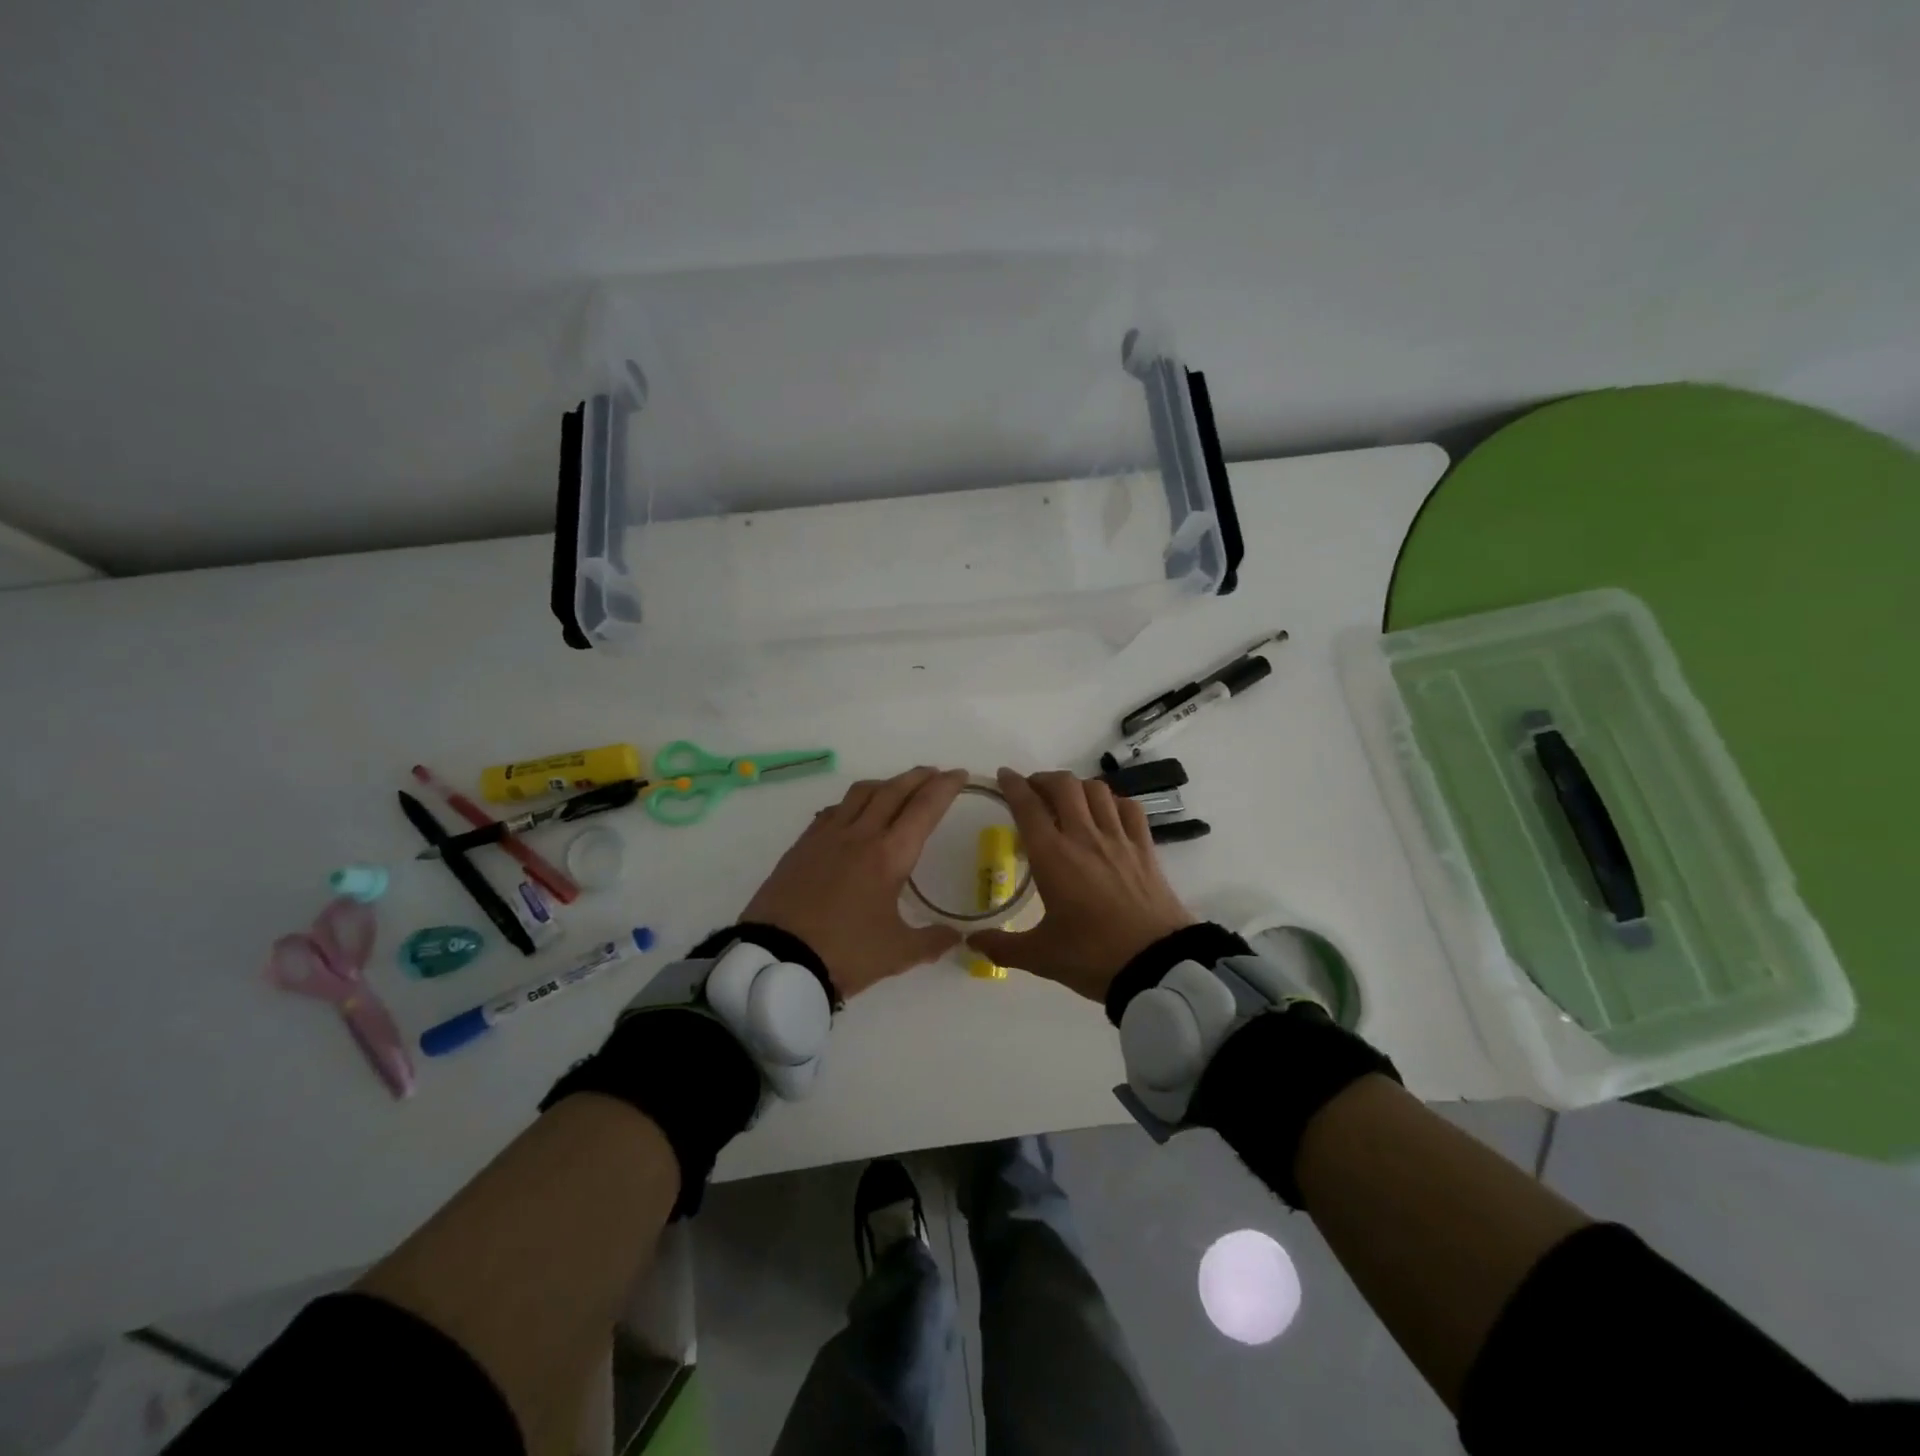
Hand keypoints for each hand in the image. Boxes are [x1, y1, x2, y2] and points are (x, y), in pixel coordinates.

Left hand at [741, 767, 968, 999]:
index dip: (945, 787)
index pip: (924, 808)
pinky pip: (833, 810)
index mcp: (890, 855)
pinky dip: (852, 802)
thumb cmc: (844, 953)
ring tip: (896, 788)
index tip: (959, 774)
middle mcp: (860, 834)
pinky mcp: (802, 845)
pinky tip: (852, 813)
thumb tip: (957, 938)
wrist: (778, 958)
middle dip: (918, 777)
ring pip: (861, 793)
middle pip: (894, 791)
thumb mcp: (897, 954)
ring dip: (885, 784)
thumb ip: (931, 941)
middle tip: (935, 773)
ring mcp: (827, 836)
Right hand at [967, 768, 1197, 1002]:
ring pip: (1097, 790)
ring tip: (1068, 799)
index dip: (1012, 785)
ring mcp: (1118, 839)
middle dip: (1044, 779)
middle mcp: (1084, 836)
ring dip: (1077, 786)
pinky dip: (1114, 802)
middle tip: (1033, 790)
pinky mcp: (1145, 848)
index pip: (1027, 806)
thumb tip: (971, 942)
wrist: (1156, 966)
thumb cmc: (1092, 956)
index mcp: (1052, 856)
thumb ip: (1001, 947)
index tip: (1004, 776)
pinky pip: (1129, 808)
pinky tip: (1108, 813)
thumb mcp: (1040, 957)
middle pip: (1063, 785)